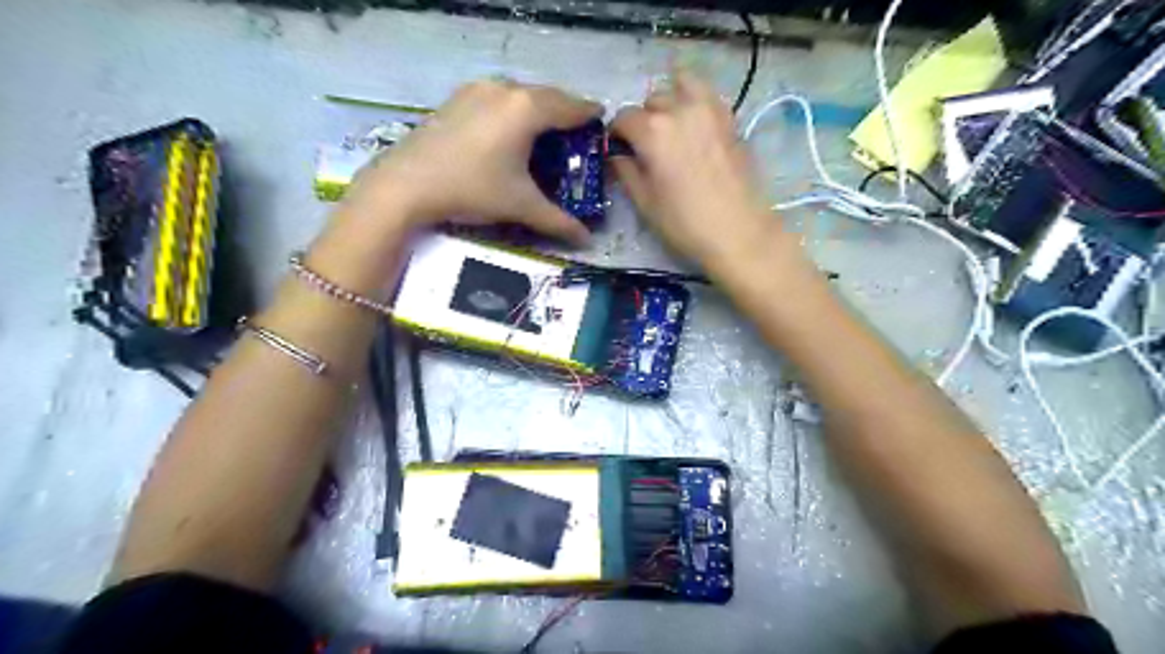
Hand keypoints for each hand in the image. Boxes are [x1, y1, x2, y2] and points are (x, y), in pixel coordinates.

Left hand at [343, 75, 599, 245]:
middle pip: (548, 96)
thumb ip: (558, 222)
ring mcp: (478, 89)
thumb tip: (587, 240)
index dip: (590, 116)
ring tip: (545, 133)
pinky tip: (509, 132)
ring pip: (521, 94)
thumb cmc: (472, 189)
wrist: (407, 184)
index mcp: (527, 109)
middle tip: (576, 134)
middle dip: (566, 112)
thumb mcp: (520, 206)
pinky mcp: (458, 98)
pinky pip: (499, 97)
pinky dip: (514, 110)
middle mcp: (506, 89)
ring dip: (539, 110)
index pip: (571, 107)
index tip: (602, 123)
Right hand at [609, 72, 780, 273]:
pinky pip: (707, 95)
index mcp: (652, 131)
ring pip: (681, 86)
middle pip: (652, 101)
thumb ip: (626, 171)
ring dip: (670, 102)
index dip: (616, 134)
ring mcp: (709, 110)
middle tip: (647, 147)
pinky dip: (695, 100)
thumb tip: (617, 154)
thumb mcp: (644, 202)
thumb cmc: (685, 223)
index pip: (623, 118)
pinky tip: (694, 124)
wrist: (738, 232)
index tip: (619, 150)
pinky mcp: (730, 118)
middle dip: (644, 120)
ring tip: (672, 128)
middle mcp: (679, 110)